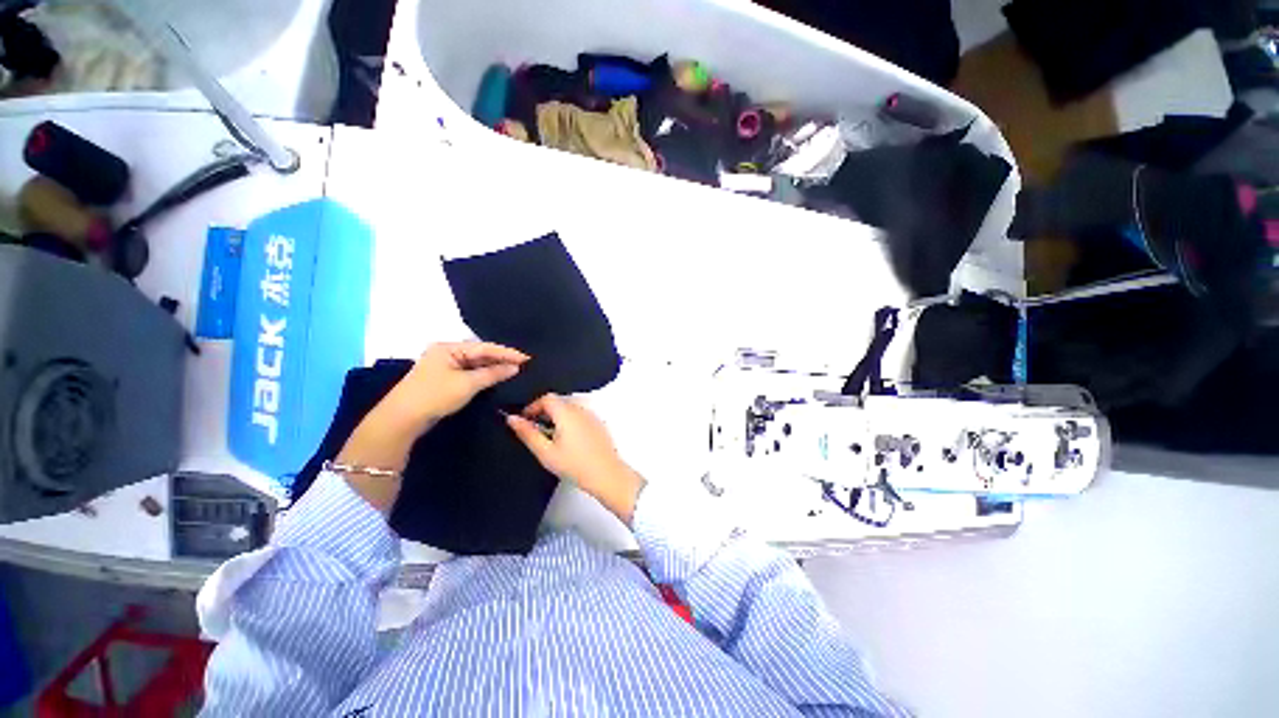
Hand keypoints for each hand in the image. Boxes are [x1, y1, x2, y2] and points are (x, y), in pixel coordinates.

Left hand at [378, 342, 529, 429]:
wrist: (402, 419)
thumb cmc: (435, 396)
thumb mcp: (467, 384)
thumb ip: (493, 373)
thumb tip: (515, 367)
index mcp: (448, 348)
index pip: (484, 347)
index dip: (507, 353)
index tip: (527, 358)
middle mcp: (446, 353)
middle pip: (479, 354)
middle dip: (500, 359)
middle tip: (523, 364)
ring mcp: (443, 366)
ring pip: (474, 364)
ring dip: (492, 368)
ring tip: (514, 370)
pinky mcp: (443, 379)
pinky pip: (469, 373)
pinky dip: (483, 375)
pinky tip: (496, 378)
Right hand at [506, 394, 645, 522]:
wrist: (606, 474)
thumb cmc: (575, 465)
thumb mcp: (545, 452)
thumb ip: (528, 433)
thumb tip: (512, 419)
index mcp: (567, 413)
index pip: (547, 398)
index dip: (533, 406)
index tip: (525, 420)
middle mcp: (580, 410)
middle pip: (558, 403)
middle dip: (544, 413)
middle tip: (535, 432)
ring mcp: (591, 416)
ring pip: (569, 410)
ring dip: (557, 418)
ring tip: (550, 439)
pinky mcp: (598, 425)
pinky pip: (580, 417)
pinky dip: (569, 423)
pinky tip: (568, 443)